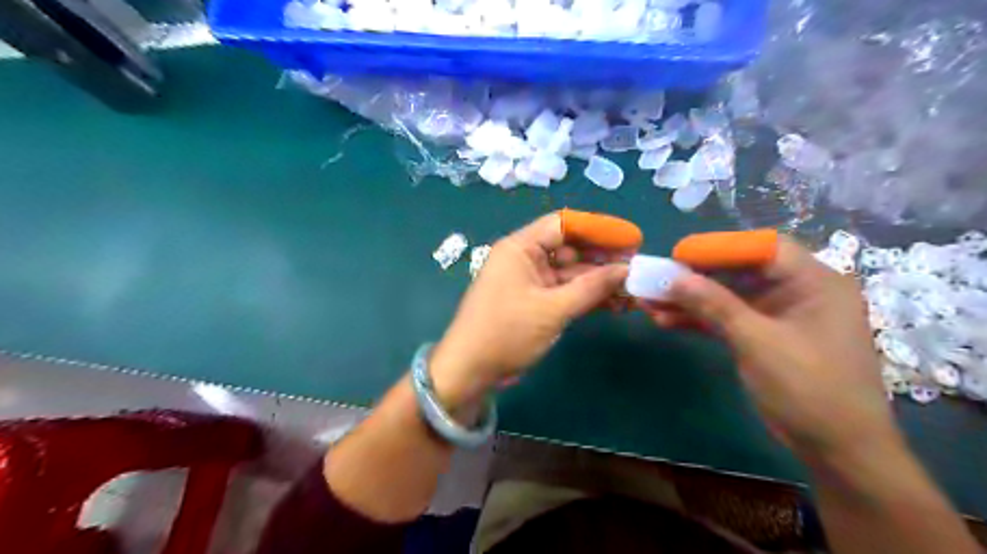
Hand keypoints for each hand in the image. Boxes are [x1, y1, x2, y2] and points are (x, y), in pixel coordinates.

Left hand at [432, 214, 631, 409]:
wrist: (470, 370)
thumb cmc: (506, 332)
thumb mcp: (552, 309)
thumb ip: (591, 288)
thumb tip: (626, 270)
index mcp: (520, 248)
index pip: (563, 225)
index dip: (598, 229)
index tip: (630, 239)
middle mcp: (525, 259)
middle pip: (570, 249)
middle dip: (603, 259)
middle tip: (637, 268)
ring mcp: (530, 282)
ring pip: (570, 273)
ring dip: (598, 281)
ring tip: (632, 290)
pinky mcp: (534, 302)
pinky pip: (564, 292)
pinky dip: (586, 297)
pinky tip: (614, 304)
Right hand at [645, 237, 898, 464]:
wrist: (836, 450)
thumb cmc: (809, 389)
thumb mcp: (758, 342)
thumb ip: (716, 305)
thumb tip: (675, 277)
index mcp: (814, 282)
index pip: (762, 248)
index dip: (718, 248)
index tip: (678, 256)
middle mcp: (797, 291)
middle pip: (739, 272)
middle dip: (696, 277)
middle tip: (657, 279)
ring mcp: (778, 315)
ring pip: (728, 297)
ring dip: (691, 300)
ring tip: (651, 302)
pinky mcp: (763, 336)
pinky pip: (728, 319)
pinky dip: (700, 320)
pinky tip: (667, 320)